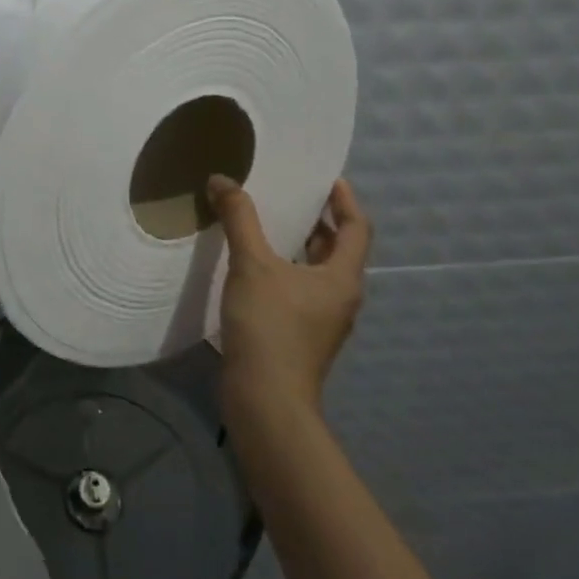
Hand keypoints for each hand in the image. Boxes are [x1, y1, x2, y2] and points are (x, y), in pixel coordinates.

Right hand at [209, 175, 372, 421]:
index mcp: (342, 277)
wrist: (266, 400)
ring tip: (268, 223)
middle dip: (318, 221)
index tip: (327, 178)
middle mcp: (340, 297)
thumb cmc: (270, 327)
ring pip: (317, 271)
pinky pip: (299, 290)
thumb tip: (222, 180)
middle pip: (338, 249)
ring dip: (299, 246)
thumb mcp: (252, 264)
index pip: (357, 228)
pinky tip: (253, 266)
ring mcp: (322, 321)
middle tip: (291, 195)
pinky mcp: (301, 336)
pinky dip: (285, 269)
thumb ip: (239, 219)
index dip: (344, 200)